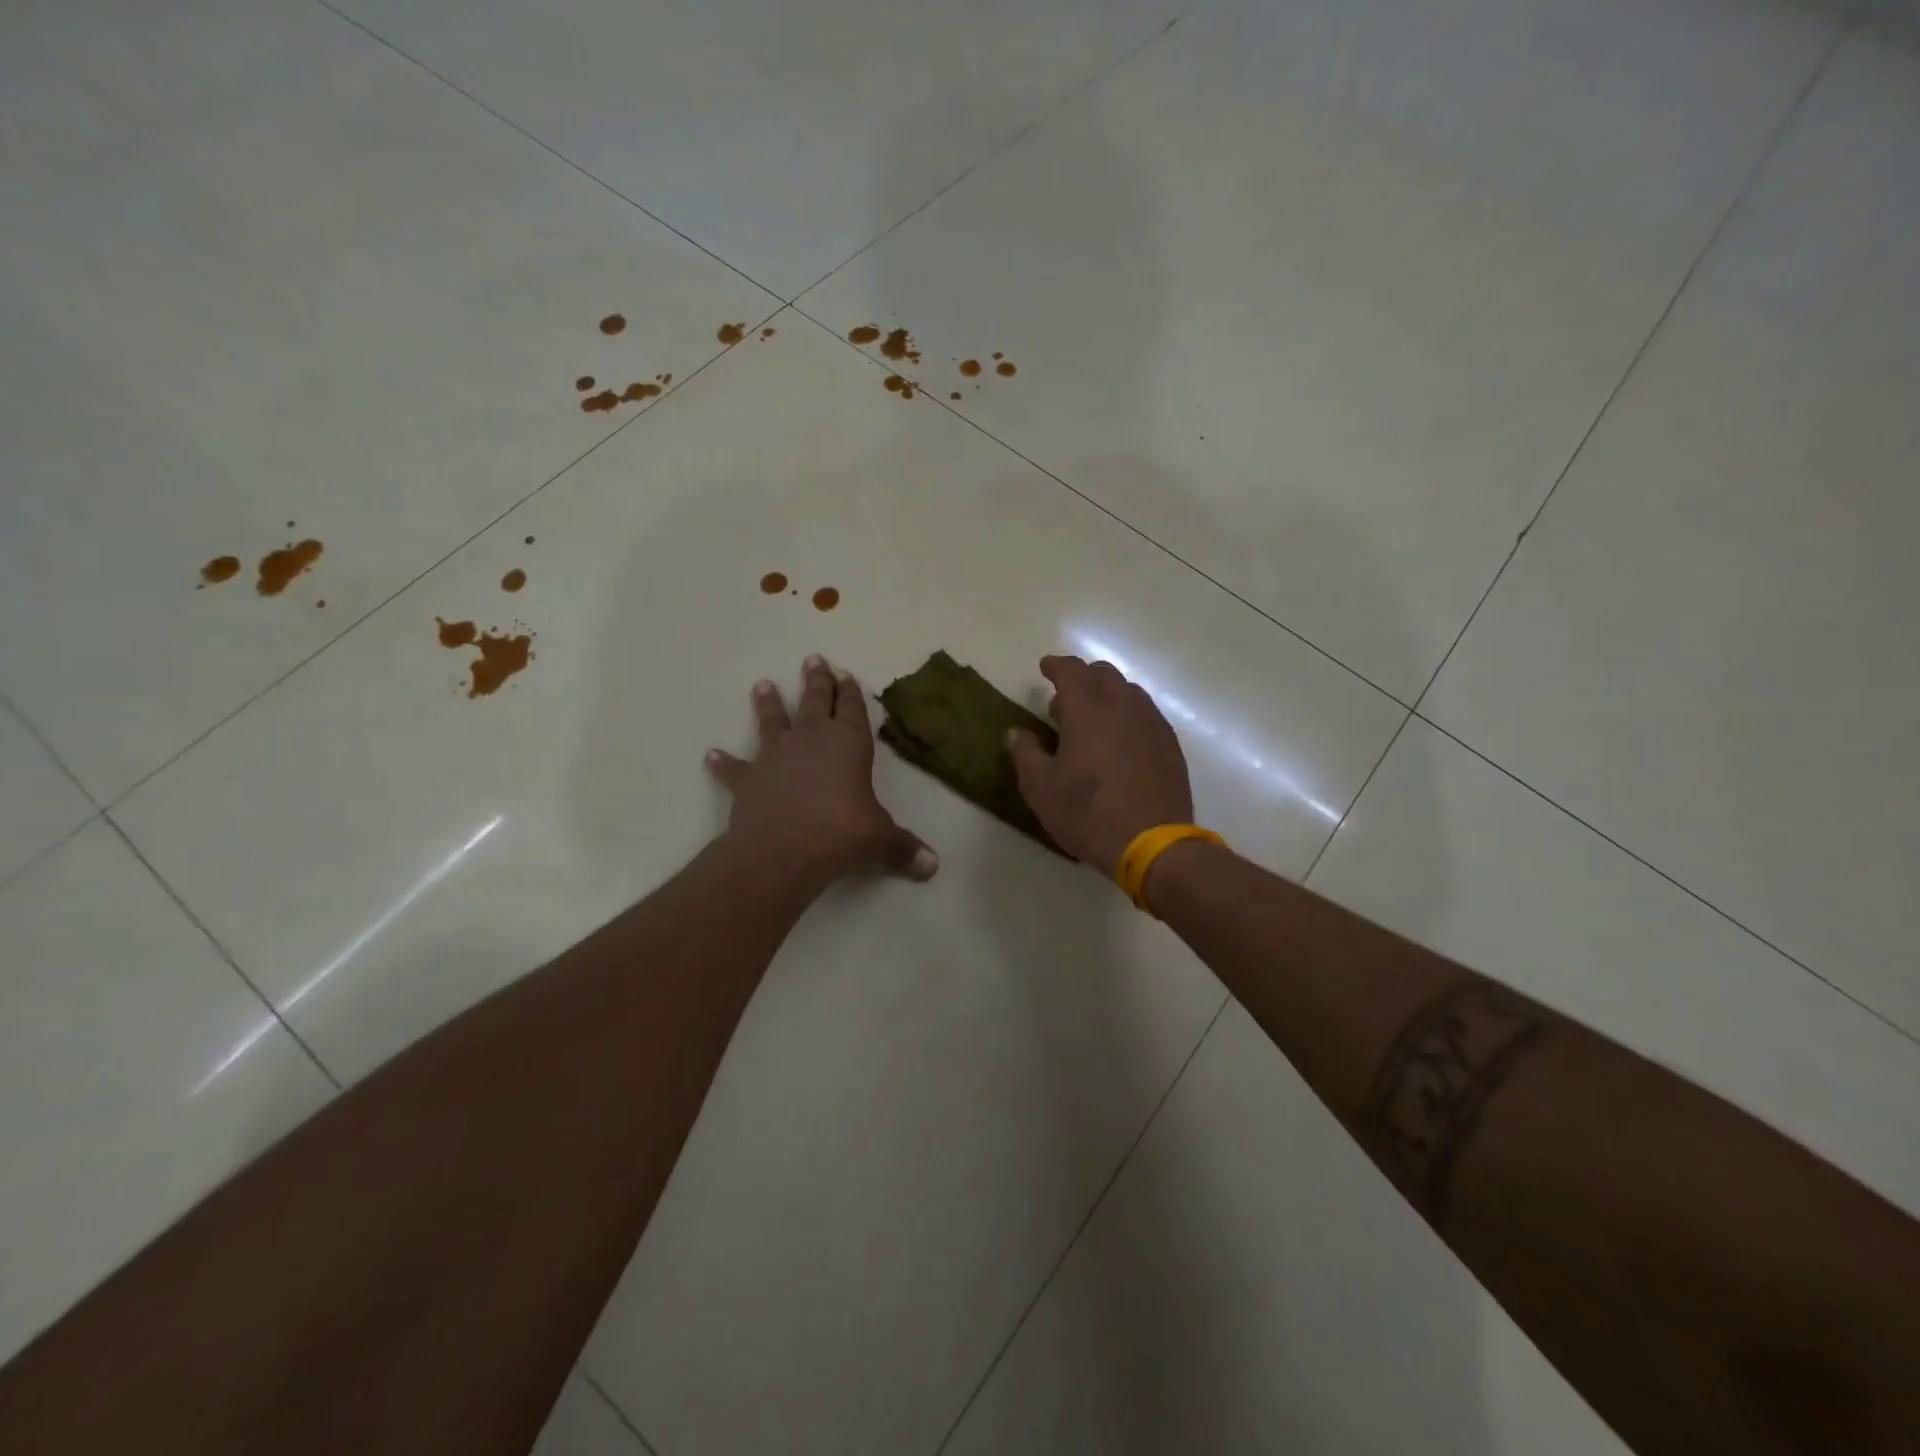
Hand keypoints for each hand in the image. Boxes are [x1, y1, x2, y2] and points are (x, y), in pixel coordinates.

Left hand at [707, 655, 937, 892]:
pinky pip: (733, 767)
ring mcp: (776, 756)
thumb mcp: (880, 841)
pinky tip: (710, 755)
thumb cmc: (841, 834)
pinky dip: (722, 762)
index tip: (846, 674)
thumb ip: (904, 849)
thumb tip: (933, 867)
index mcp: (848, 744)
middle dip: (817, 681)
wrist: (783, 851)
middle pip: (815, 702)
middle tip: (814, 659)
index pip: (853, 709)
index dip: (851, 692)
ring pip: (773, 720)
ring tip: (763, 684)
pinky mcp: (748, 779)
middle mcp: (811, 739)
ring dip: (769, 703)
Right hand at [1007, 655, 1193, 876]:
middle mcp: (1123, 706)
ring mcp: (1152, 724)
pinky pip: (1146, 715)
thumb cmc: (1087, 813)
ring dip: (1107, 695)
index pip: (1072, 670)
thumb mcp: (1040, 788)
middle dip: (1082, 678)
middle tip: (1064, 702)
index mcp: (1088, 709)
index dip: (1056, 665)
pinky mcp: (1170, 745)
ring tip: (1093, 721)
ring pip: (1129, 692)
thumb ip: (1025, 753)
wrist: (1152, 844)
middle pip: (1104, 675)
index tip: (1045, 668)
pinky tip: (1121, 742)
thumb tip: (1018, 732)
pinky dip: (1128, 715)